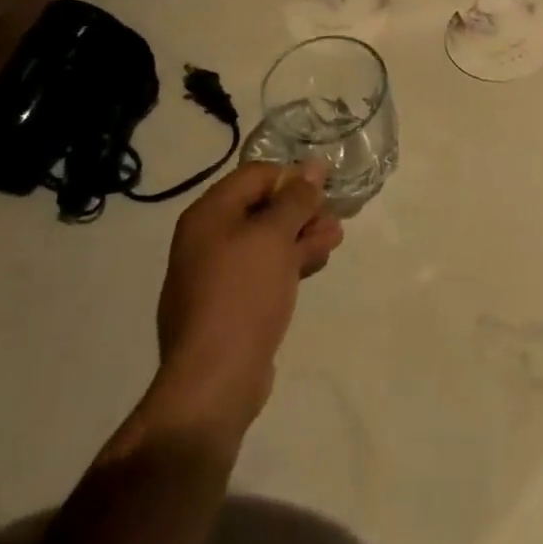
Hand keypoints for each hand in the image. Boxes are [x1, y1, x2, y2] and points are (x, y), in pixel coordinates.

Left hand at [135, 162, 343, 452]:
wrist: (215, 378)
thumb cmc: (243, 294)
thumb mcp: (275, 237)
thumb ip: (296, 198)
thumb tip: (313, 165)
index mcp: (209, 215)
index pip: (256, 175)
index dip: (291, 178)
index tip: (324, 192)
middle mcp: (208, 238)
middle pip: (262, 207)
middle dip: (302, 211)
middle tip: (334, 221)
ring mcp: (217, 273)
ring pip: (268, 240)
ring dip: (302, 236)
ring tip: (333, 242)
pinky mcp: (231, 302)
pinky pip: (264, 269)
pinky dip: (290, 262)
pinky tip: (315, 265)